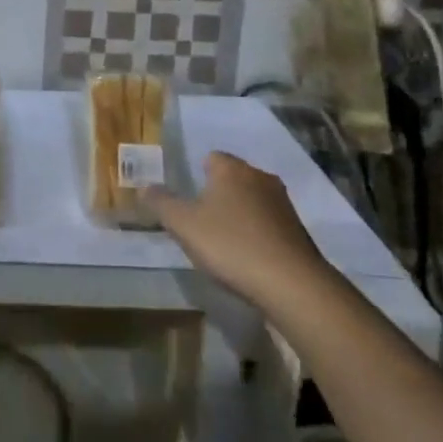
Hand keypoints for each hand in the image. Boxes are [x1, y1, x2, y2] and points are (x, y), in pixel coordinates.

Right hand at [145, 152, 327, 306]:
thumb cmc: (231, 244)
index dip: (196, 174)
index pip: (210, 157)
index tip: (186, 198)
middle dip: (217, 194)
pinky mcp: (298, 230)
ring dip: (239, 214)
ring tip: (223, 241)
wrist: (292, 283)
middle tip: (200, 220)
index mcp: (231, 168)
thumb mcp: (184, 225)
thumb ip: (161, 203)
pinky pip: (268, 223)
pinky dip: (257, 233)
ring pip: (252, 200)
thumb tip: (144, 187)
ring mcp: (283, 203)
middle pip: (232, 178)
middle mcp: (260, 176)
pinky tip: (248, 256)